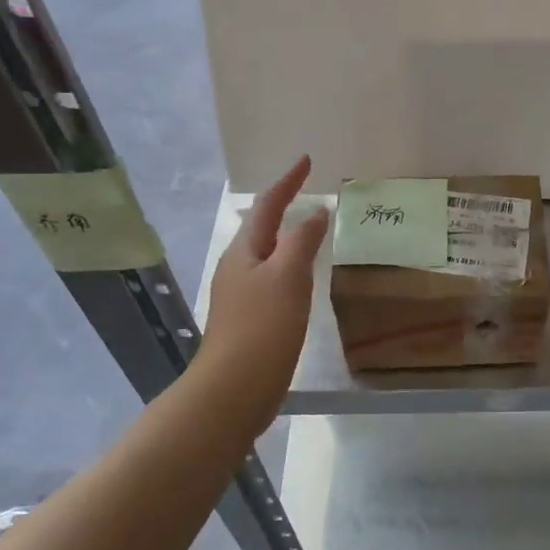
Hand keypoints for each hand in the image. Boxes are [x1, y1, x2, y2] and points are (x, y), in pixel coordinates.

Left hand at [197, 156, 329, 426]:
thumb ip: (302, 241)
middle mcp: (238, 267)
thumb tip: (316, 212)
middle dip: (282, 205)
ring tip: (309, 228)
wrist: (234, 389)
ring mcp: (241, 294)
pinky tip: (301, 278)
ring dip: (286, 236)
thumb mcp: (288, 277)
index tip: (306, 160)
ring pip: (266, 253)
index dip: (287, 182)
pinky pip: (272, 279)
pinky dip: (289, 266)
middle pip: (261, 227)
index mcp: (245, 252)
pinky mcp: (250, 319)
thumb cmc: (263, 327)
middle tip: (307, 191)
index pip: (267, 205)